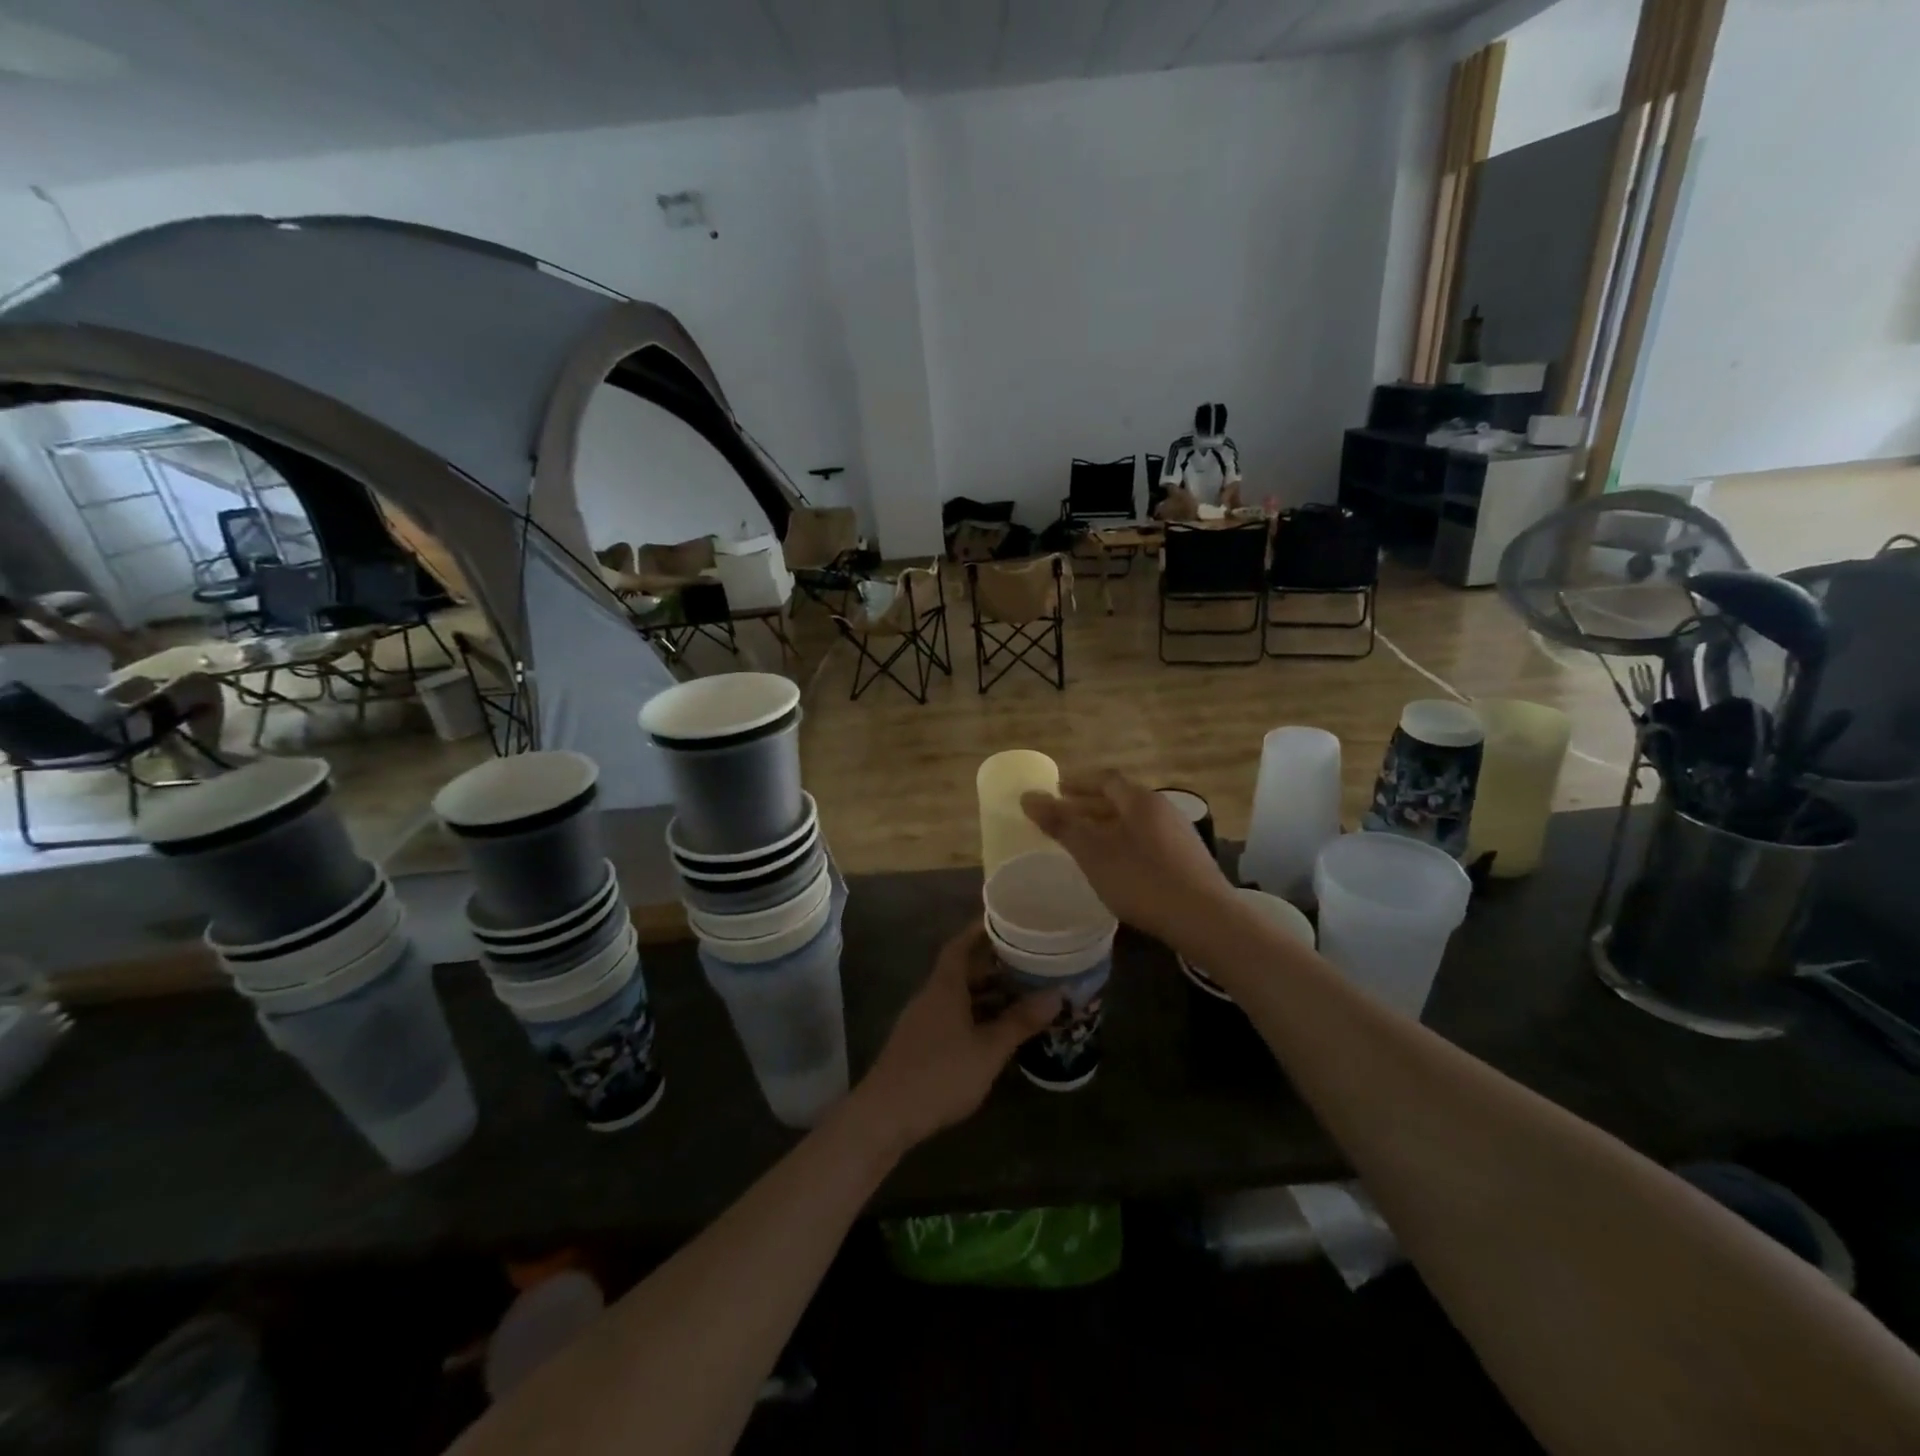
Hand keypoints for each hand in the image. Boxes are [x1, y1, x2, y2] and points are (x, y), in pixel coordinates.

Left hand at [850, 921, 1060, 1150]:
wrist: (886, 1115)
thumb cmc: (941, 1074)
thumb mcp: (988, 1049)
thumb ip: (1020, 1021)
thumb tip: (1057, 994)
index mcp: (944, 986)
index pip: (960, 945)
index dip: (980, 931)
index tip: (1004, 922)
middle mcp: (931, 996)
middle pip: (961, 970)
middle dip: (992, 964)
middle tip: (1026, 961)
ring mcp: (922, 1021)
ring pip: (957, 996)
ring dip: (985, 993)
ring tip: (1020, 994)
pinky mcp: (920, 1044)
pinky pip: (952, 1016)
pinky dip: (975, 1015)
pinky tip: (995, 1031)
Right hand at [1021, 770, 1234, 947]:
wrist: (1205, 920)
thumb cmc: (1142, 880)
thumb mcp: (1093, 852)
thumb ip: (1060, 823)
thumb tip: (1028, 796)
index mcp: (1140, 800)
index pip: (1105, 779)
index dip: (1078, 783)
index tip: (1056, 790)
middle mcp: (1163, 809)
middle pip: (1120, 799)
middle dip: (1089, 806)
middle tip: (1063, 817)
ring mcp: (1179, 835)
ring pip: (1134, 822)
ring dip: (1106, 826)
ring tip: (1084, 843)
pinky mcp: (1187, 860)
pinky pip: (1147, 841)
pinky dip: (1123, 844)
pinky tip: (1115, 866)